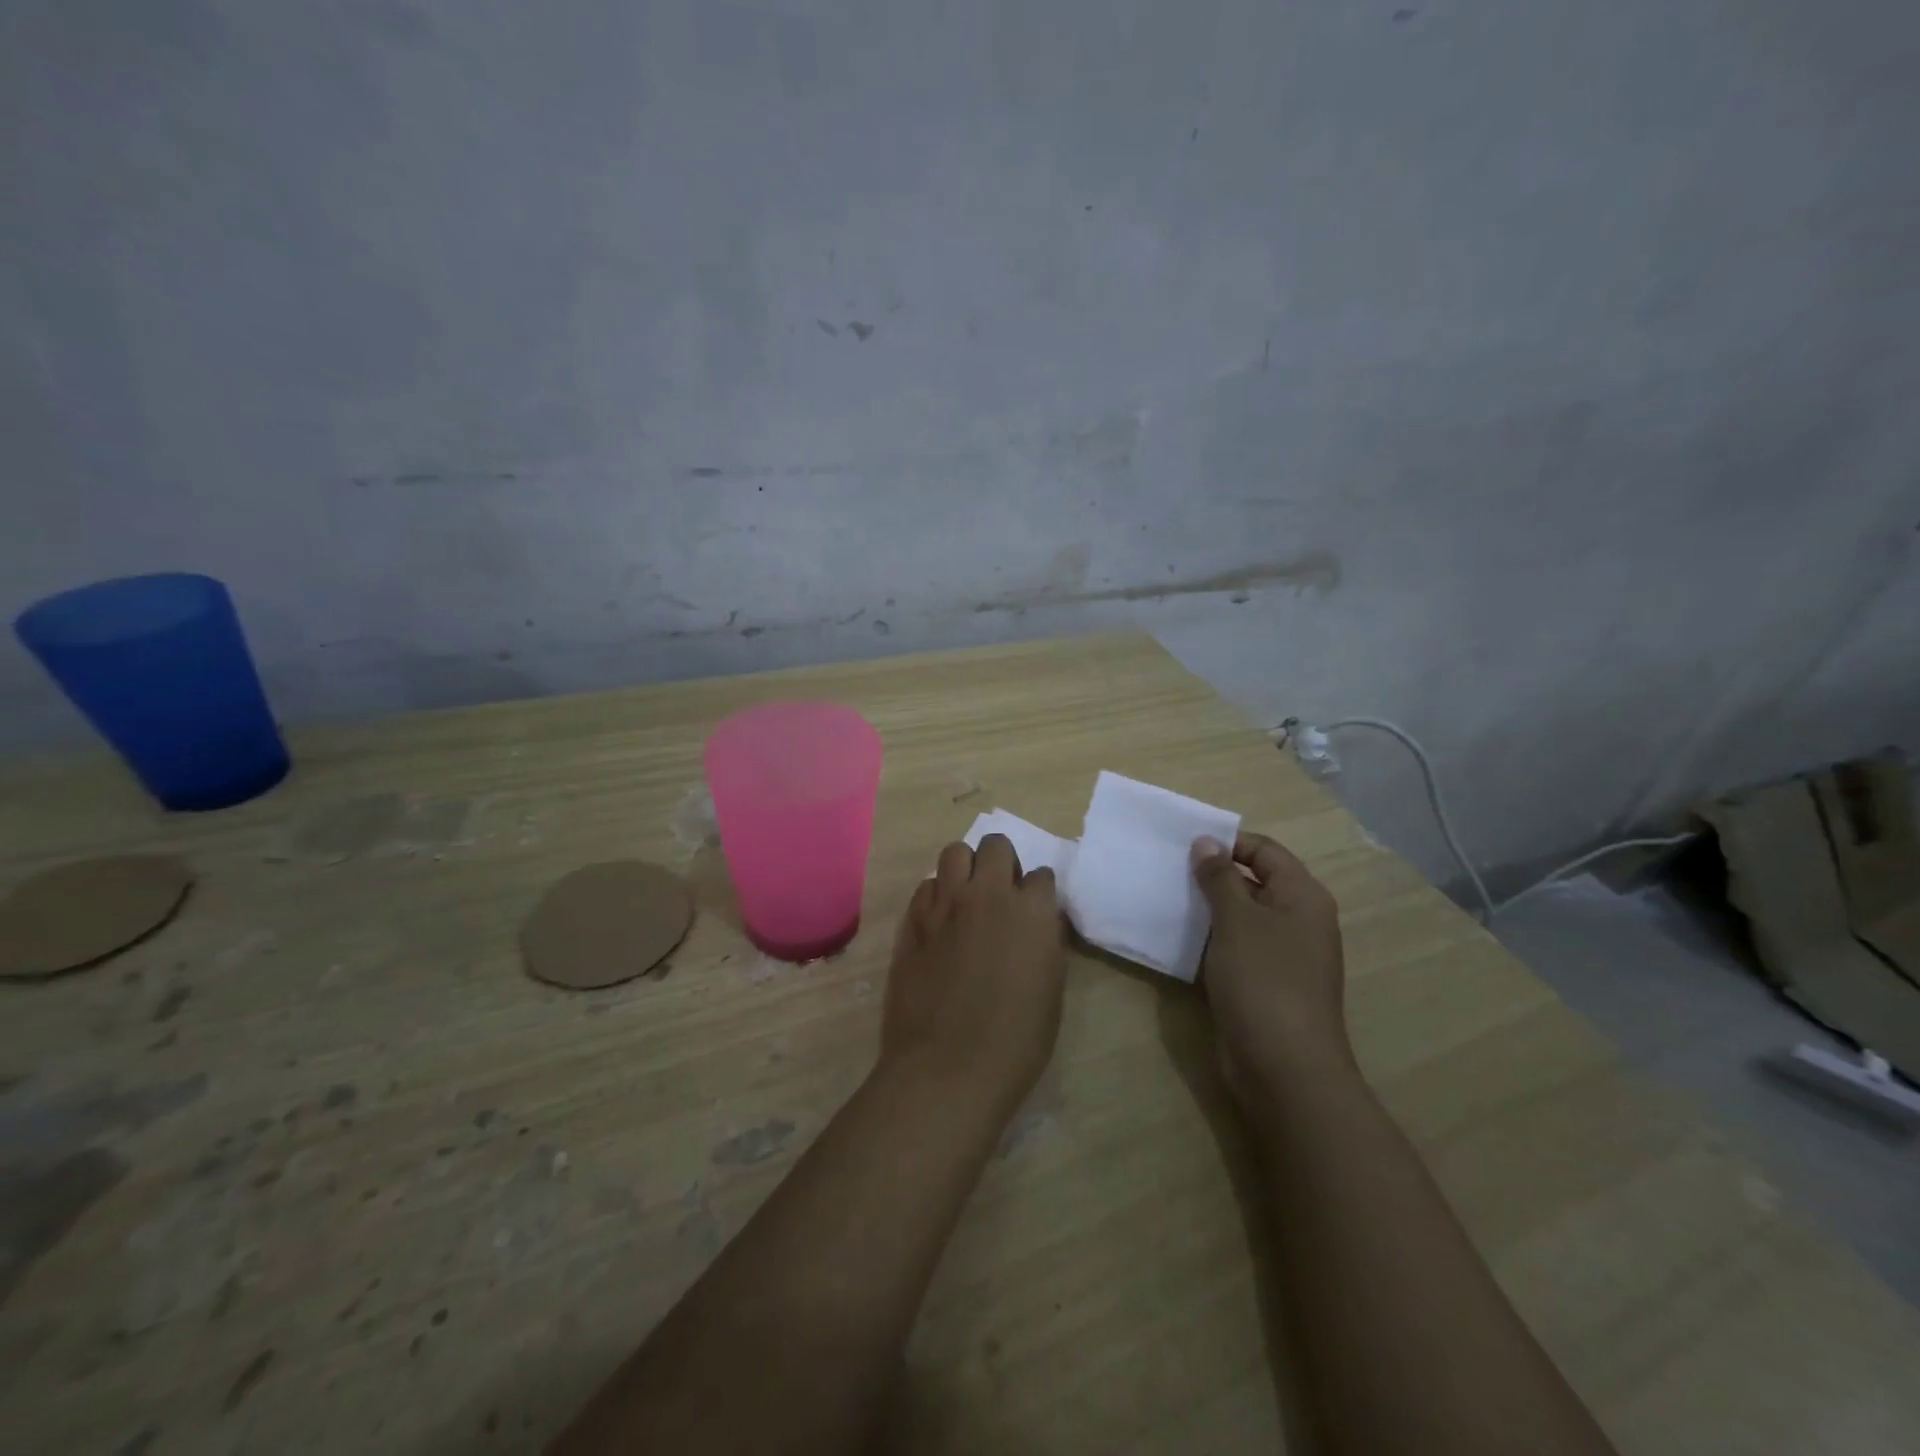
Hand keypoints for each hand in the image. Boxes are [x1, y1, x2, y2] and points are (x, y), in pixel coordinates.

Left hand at [880, 835, 1068, 1124]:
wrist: (948, 1068)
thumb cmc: (1015, 1041)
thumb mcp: (1051, 989)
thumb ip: (1044, 942)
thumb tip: (1037, 924)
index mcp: (1032, 911)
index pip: (1042, 875)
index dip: (1038, 893)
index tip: (1034, 911)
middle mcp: (988, 895)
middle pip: (995, 846)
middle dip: (1002, 862)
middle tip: (1000, 894)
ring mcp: (945, 904)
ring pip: (954, 852)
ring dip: (966, 868)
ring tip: (967, 897)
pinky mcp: (912, 921)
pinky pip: (926, 886)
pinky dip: (936, 895)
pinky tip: (939, 921)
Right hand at [1191, 832, 1353, 1106]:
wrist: (1284, 1068)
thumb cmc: (1264, 981)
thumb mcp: (1237, 921)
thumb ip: (1219, 878)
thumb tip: (1206, 842)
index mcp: (1302, 897)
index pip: (1265, 851)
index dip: (1228, 843)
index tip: (1184, 846)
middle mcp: (1297, 920)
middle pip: (1253, 882)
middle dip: (1212, 875)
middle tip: (1168, 870)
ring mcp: (1282, 955)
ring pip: (1241, 917)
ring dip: (1207, 908)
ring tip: (1166, 898)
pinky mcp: (1263, 983)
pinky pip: (1234, 947)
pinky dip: (1210, 939)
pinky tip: (1177, 938)